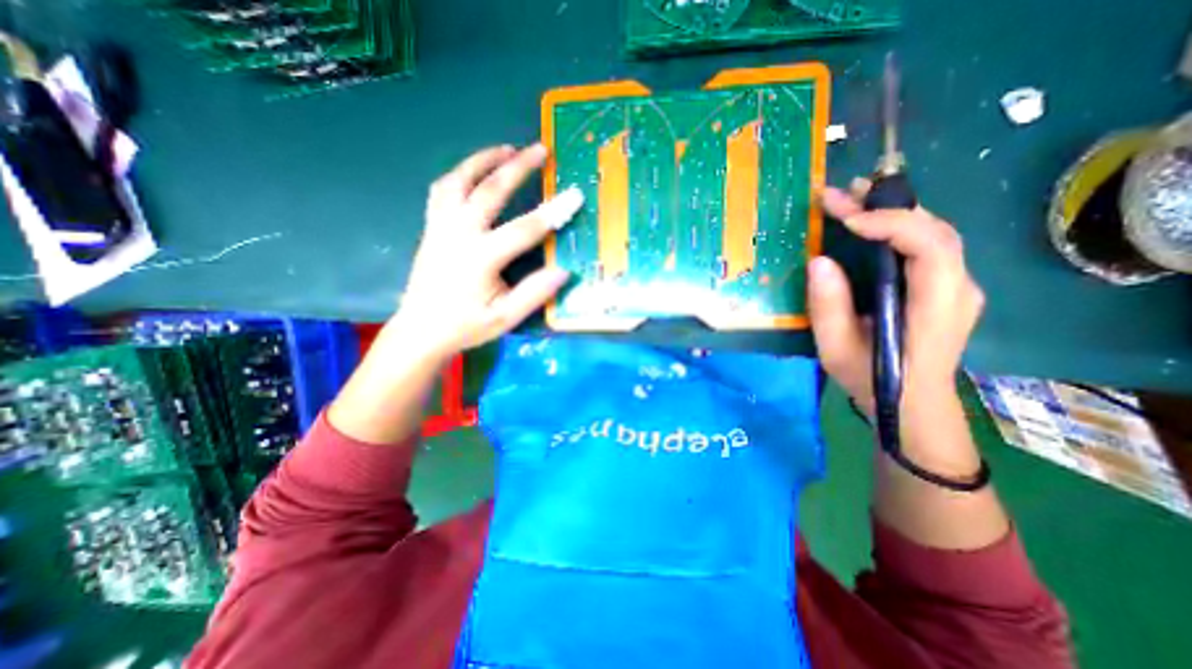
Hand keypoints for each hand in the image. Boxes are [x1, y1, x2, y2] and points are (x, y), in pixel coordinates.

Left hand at [394, 143, 584, 360]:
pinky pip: (442, 190)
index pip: (524, 229)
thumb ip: (534, 294)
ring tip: (506, 149)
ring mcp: (440, 227)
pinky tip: (474, 172)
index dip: (553, 212)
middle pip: (489, 191)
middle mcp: (458, 235)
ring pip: (458, 181)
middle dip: (517, 167)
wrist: (420, 330)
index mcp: (480, 259)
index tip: (574, 195)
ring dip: (483, 161)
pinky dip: (460, 174)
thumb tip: (563, 270)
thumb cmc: (465, 326)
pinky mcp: (431, 227)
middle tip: (539, 149)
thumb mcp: (505, 318)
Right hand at [809, 181, 987, 409]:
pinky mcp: (943, 286)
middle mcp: (958, 287)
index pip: (931, 246)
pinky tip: (868, 223)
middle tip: (841, 194)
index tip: (846, 220)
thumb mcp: (837, 347)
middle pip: (933, 230)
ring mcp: (956, 285)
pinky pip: (925, 245)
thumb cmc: (872, 377)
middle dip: (886, 208)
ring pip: (932, 232)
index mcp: (937, 305)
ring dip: (891, 212)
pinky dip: (895, 228)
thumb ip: (829, 306)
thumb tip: (819, 260)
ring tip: (851, 198)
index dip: (891, 224)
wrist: (911, 403)